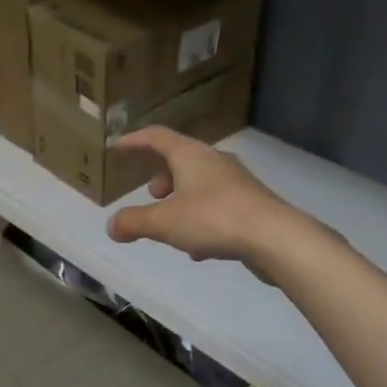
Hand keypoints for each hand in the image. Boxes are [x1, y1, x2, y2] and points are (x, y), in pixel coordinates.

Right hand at [105, 127, 303, 273]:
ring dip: (182, 201)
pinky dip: (201, 221)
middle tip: (151, 194)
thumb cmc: (214, 218)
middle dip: (163, 177)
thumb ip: (134, 222)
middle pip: (182, 160)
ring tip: (171, 226)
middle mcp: (214, 161)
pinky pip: (218, 207)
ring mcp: (236, 183)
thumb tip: (111, 225)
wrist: (275, 237)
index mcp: (191, 155)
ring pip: (201, 185)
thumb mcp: (165, 223)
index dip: (135, 140)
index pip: (157, 137)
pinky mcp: (251, 205)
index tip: (118, 146)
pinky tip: (198, 250)